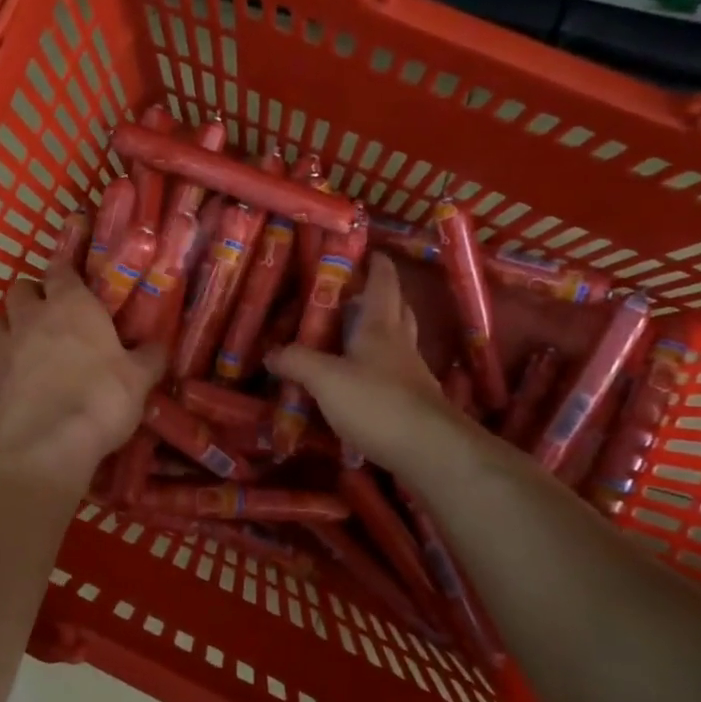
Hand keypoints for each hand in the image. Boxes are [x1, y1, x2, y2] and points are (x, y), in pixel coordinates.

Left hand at [0, 259, 164, 486]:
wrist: (50, 444)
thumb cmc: (102, 400)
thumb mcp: (140, 379)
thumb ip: (149, 356)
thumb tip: (159, 345)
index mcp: (72, 305)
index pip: (61, 269)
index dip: (65, 271)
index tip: (74, 279)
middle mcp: (32, 316)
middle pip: (21, 288)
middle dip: (33, 296)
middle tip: (50, 314)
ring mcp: (3, 345)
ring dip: (4, 324)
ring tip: (19, 341)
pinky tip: (3, 371)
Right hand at [267, 254, 461, 477]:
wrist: (430, 451)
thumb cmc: (377, 403)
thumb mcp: (325, 379)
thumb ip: (297, 362)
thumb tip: (270, 353)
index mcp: (379, 327)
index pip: (383, 284)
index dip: (377, 265)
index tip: (371, 251)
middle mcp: (400, 345)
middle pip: (396, 310)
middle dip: (381, 297)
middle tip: (356, 294)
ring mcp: (411, 375)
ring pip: (397, 343)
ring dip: (380, 334)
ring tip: (352, 336)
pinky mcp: (413, 404)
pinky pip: (394, 375)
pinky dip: (378, 369)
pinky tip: (361, 382)